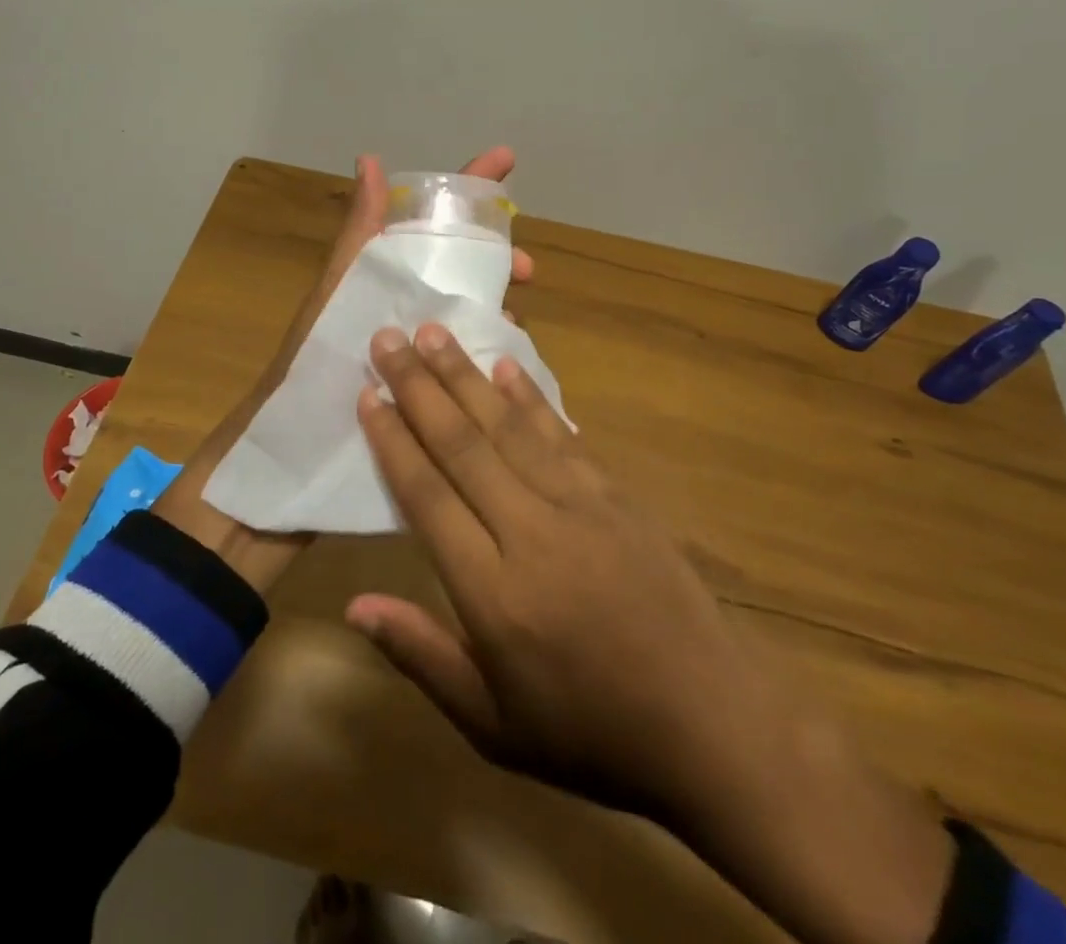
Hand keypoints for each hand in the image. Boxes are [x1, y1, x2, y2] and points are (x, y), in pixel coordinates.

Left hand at [152, 149, 532, 593]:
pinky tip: (512, 370)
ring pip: (470, 316)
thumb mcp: (336, 296)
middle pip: (462, 269)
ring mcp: (416, 352)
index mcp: (383, 278)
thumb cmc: (311, 369)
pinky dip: (491, 356)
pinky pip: (467, 364)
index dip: (470, 188)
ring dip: (499, 309)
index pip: (432, 220)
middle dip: (497, 259)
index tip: (507, 161)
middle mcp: (403, 309)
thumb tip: (370, 159)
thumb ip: (357, 236)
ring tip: (519, 323)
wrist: (290, 458)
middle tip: (527, 273)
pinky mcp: (425, 394)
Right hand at [350, 323, 954, 943]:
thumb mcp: (492, 725)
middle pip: (464, 444)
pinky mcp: (617, 495)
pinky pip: (563, 434)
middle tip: (389, 336)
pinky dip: (531, 397)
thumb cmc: (590, 732)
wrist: (710, 723)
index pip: (428, 496)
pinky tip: (507, 365)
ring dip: (468, 376)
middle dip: (420, 386)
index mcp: (494, 592)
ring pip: (510, 426)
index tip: (368, 393)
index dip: (394, 440)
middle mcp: (532, 532)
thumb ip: (422, 655)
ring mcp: (581, 505)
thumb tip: (355, 604)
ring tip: (435, 333)